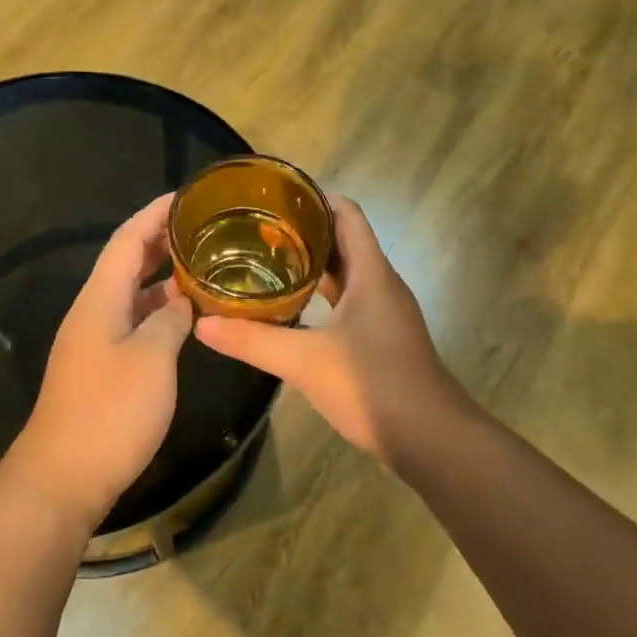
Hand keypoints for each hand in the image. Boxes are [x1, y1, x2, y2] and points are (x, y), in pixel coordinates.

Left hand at [4, 194, 193, 531]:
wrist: (63, 477)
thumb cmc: (109, 411)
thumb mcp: (152, 359)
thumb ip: (170, 319)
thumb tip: (182, 301)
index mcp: (100, 298)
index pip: (127, 239)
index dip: (155, 213)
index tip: (188, 196)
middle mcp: (93, 311)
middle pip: (126, 262)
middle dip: (162, 239)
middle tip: (205, 227)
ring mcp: (95, 340)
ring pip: (131, 293)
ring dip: (163, 276)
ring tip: (204, 264)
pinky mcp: (102, 367)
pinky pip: (133, 321)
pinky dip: (159, 310)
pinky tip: (185, 316)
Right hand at [195, 196, 459, 462]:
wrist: (433, 441)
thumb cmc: (374, 387)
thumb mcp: (305, 362)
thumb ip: (253, 341)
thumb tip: (202, 325)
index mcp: (371, 273)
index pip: (345, 213)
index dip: (312, 197)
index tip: (271, 196)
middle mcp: (381, 284)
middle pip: (342, 239)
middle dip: (301, 229)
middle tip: (253, 229)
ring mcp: (383, 312)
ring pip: (344, 272)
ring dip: (309, 263)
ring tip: (263, 261)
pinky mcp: (380, 338)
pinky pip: (346, 300)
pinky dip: (318, 294)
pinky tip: (288, 308)